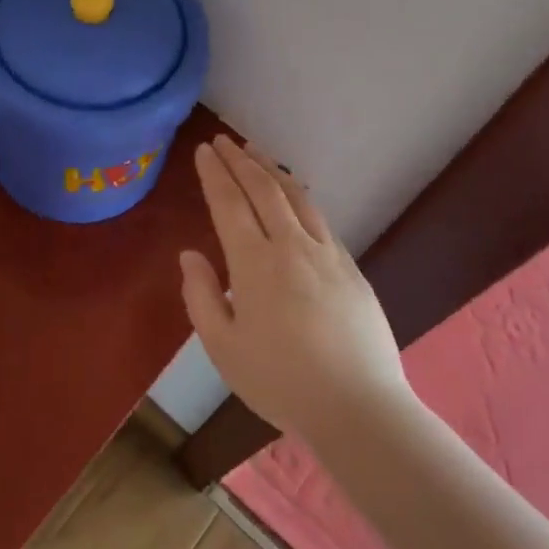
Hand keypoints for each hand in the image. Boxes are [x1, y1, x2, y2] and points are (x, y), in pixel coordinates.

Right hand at [181, 136, 410, 442]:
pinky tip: (293, 193)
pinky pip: (318, 217)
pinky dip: (298, 194)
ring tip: (254, 152)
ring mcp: (326, 253)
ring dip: (271, 168)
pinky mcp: (350, 266)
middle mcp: (291, 246)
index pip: (229, 203)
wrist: (358, 407)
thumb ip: (201, 296)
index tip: (203, 150)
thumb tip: (190, 255)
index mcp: (255, 264)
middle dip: (239, 160)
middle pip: (263, 189)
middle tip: (222, 140)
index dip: (214, 173)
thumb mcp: (223, 348)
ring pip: (295, 195)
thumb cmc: (280, 381)